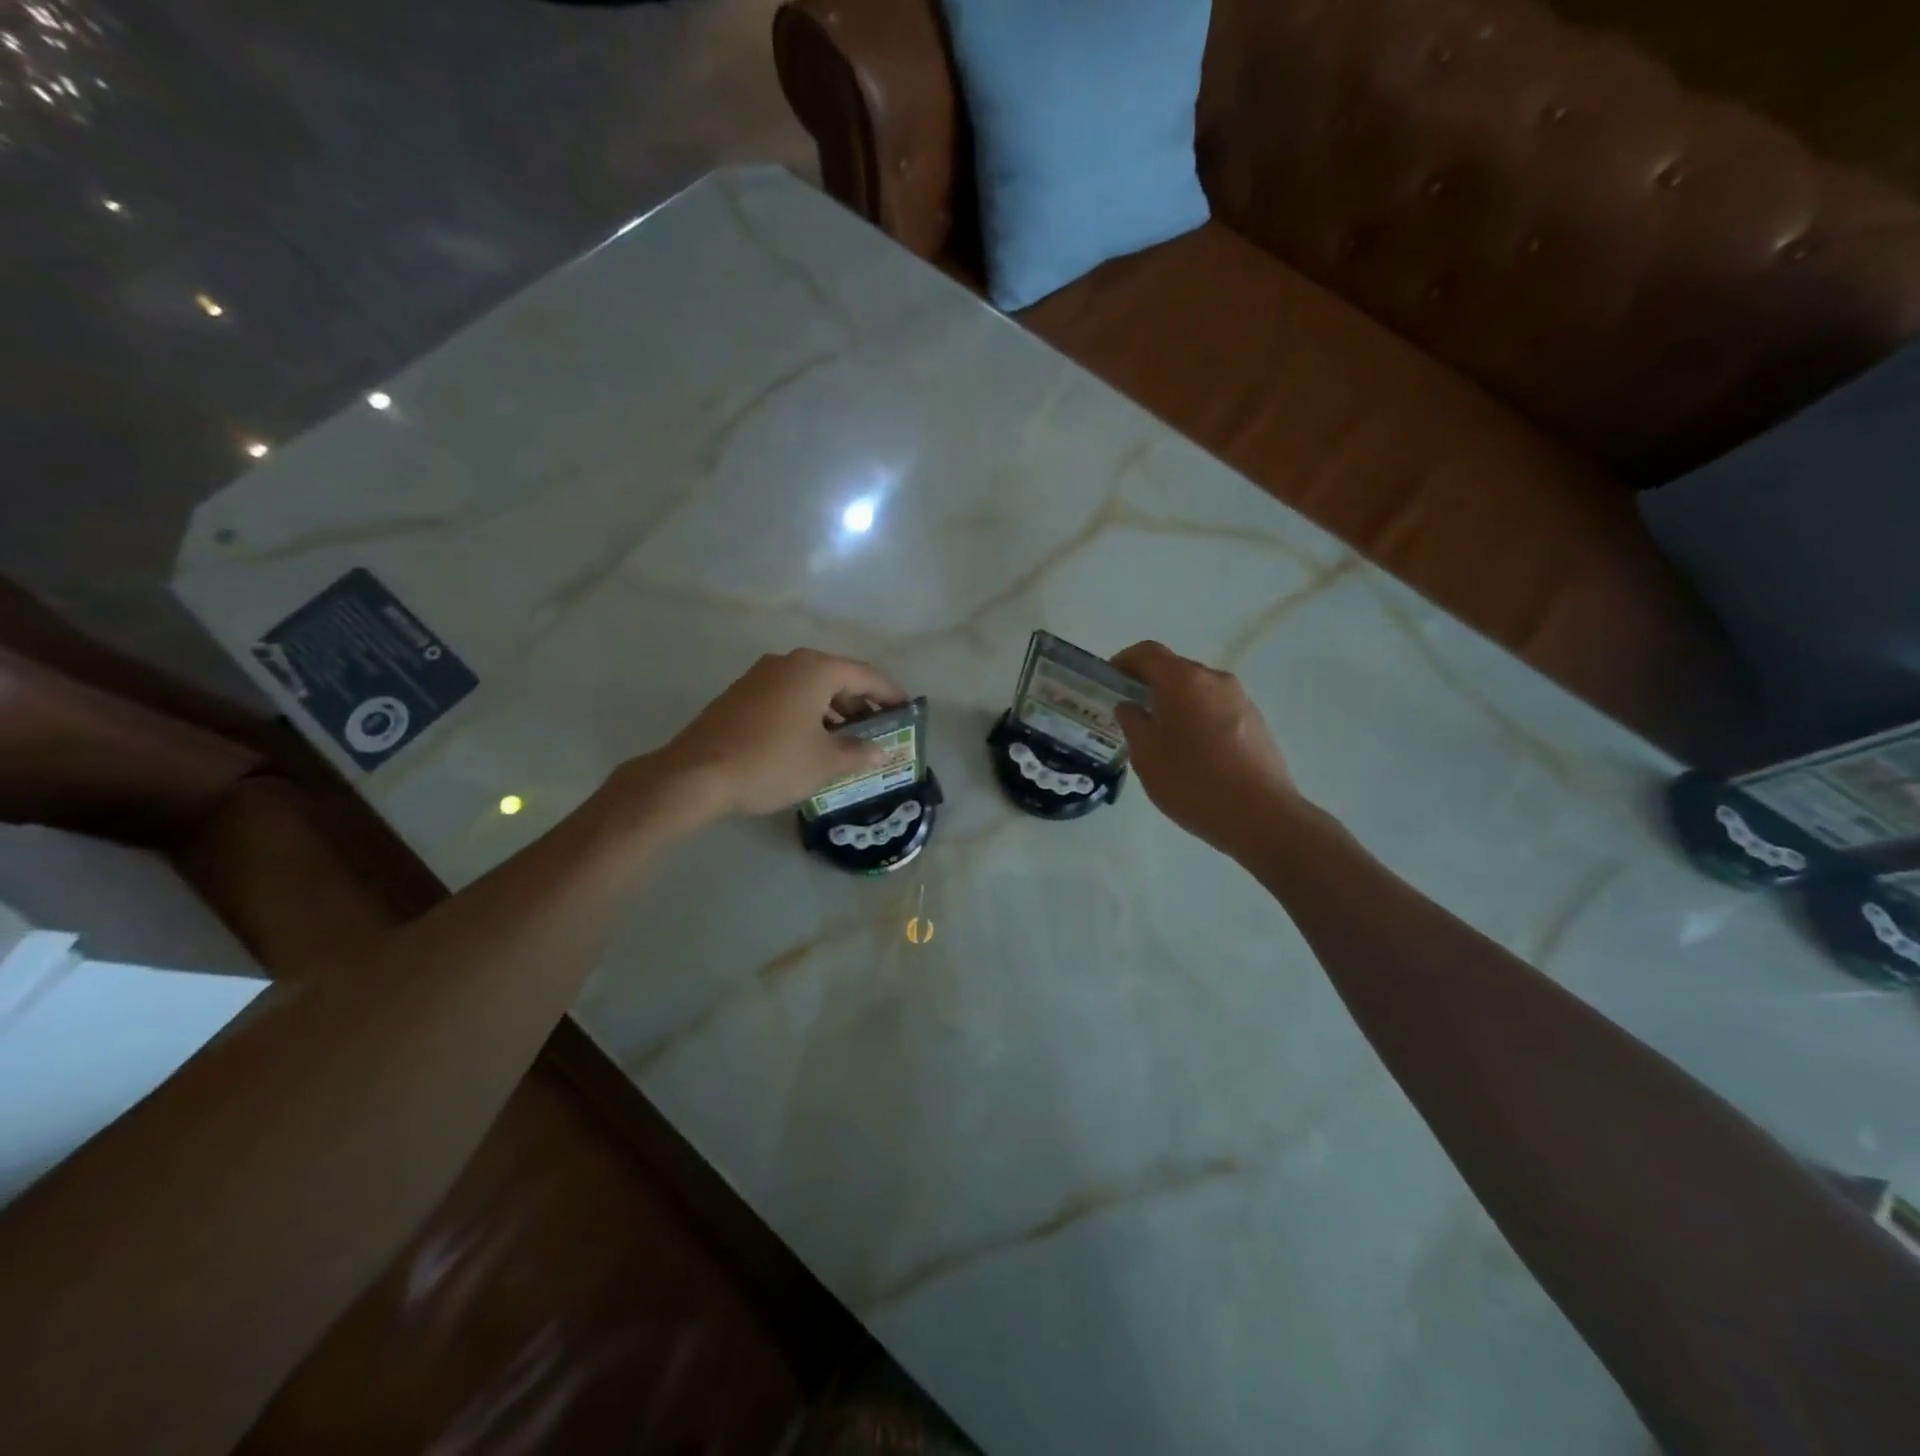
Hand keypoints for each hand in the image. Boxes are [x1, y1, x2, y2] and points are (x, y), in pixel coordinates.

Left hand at [645, 648, 906, 817]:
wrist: (696, 775)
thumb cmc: (772, 761)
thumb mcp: (825, 762)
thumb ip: (858, 752)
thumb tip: (880, 750)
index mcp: (814, 669)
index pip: (865, 675)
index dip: (889, 695)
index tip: (907, 712)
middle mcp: (787, 663)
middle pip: (837, 679)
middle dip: (860, 706)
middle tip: (879, 733)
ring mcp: (759, 678)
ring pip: (810, 690)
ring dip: (833, 714)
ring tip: (849, 745)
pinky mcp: (740, 697)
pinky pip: (786, 700)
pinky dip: (807, 717)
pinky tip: (811, 745)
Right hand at [1111, 640, 1299, 854]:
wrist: (1261, 816)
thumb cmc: (1193, 783)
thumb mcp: (1147, 756)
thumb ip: (1133, 724)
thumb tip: (1130, 706)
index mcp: (1182, 681)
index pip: (1148, 652)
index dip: (1124, 661)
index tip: (1110, 680)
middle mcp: (1214, 679)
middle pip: (1174, 668)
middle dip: (1149, 683)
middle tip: (1130, 711)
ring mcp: (1240, 698)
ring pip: (1197, 689)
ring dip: (1175, 701)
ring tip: (1160, 734)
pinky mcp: (1255, 720)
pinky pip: (1216, 707)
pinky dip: (1197, 715)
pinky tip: (1190, 750)